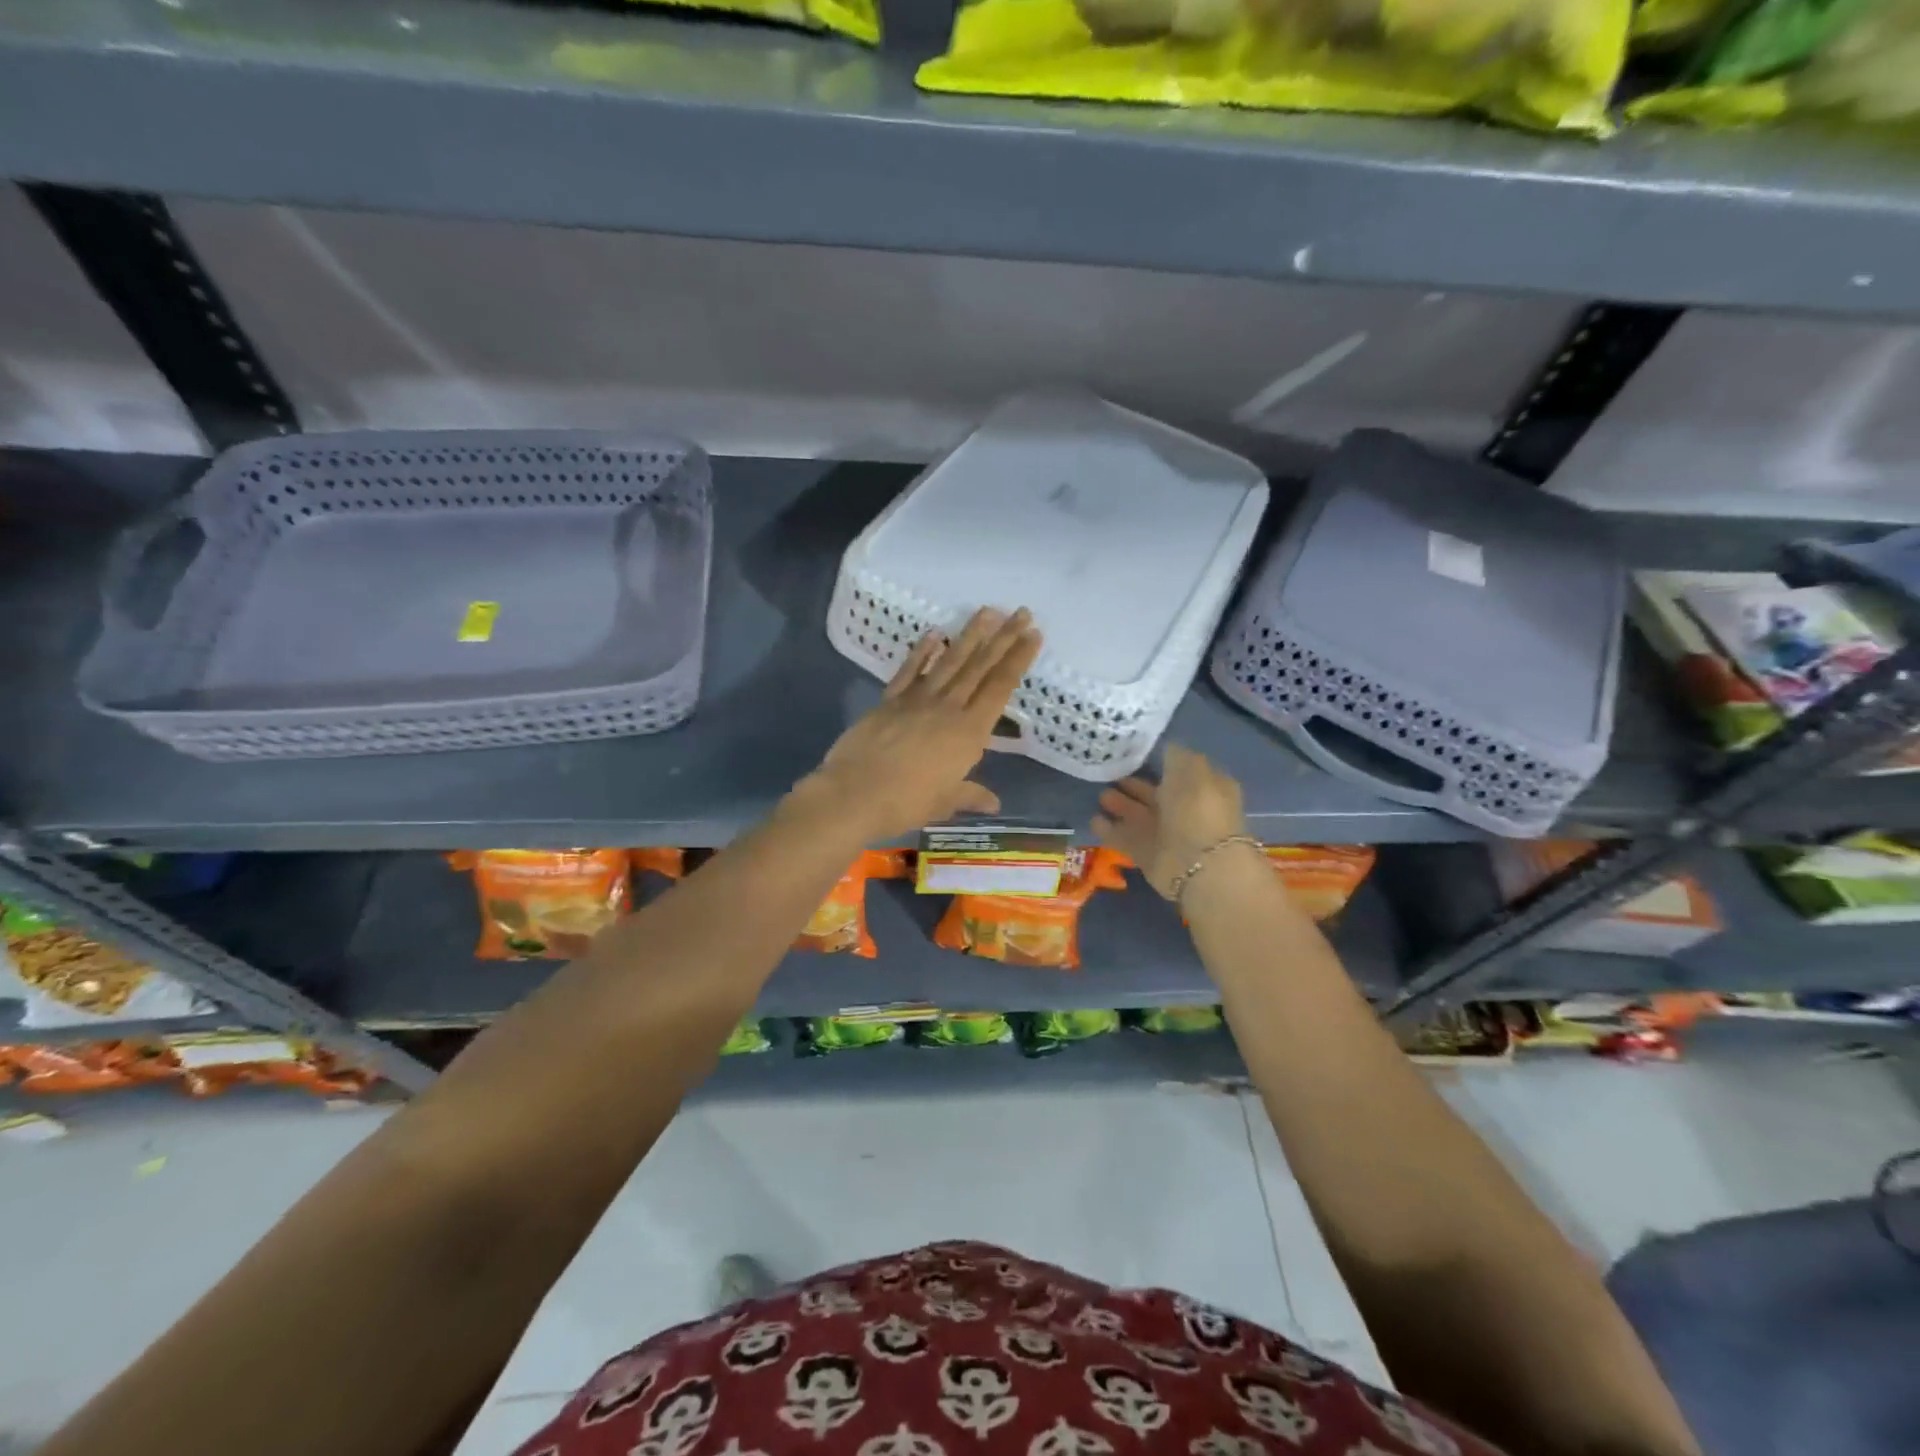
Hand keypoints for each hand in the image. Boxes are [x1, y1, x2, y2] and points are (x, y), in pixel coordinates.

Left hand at [797, 607, 1041, 841]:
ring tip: (988, 611)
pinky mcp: (890, 700)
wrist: (854, 793)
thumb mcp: (944, 802)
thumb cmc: (906, 802)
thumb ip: (970, 795)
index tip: (1034, 634)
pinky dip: (923, 651)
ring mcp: (917, 699)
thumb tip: (994, 803)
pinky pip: (910, 670)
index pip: (1000, 688)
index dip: (1018, 660)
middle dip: (1003, 638)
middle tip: (1021, 612)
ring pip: (950, 661)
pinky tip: (935, 633)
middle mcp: (948, 707)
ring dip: (970, 635)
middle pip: (980, 667)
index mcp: (969, 732)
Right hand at [1092, 743, 1248, 899]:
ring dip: (1121, 805)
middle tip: (1109, 774)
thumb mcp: (1190, 768)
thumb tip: (1165, 747)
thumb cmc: (1197, 808)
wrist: (1199, 863)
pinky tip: (1094, 820)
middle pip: (1156, 795)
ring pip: (1140, 816)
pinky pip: (1126, 839)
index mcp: (1203, 788)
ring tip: (1100, 795)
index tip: (1133, 753)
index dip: (1160, 762)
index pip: (1180, 771)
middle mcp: (1186, 810)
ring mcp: (1167, 835)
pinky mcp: (1149, 856)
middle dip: (1134, 785)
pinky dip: (1110, 830)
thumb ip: (1175, 755)